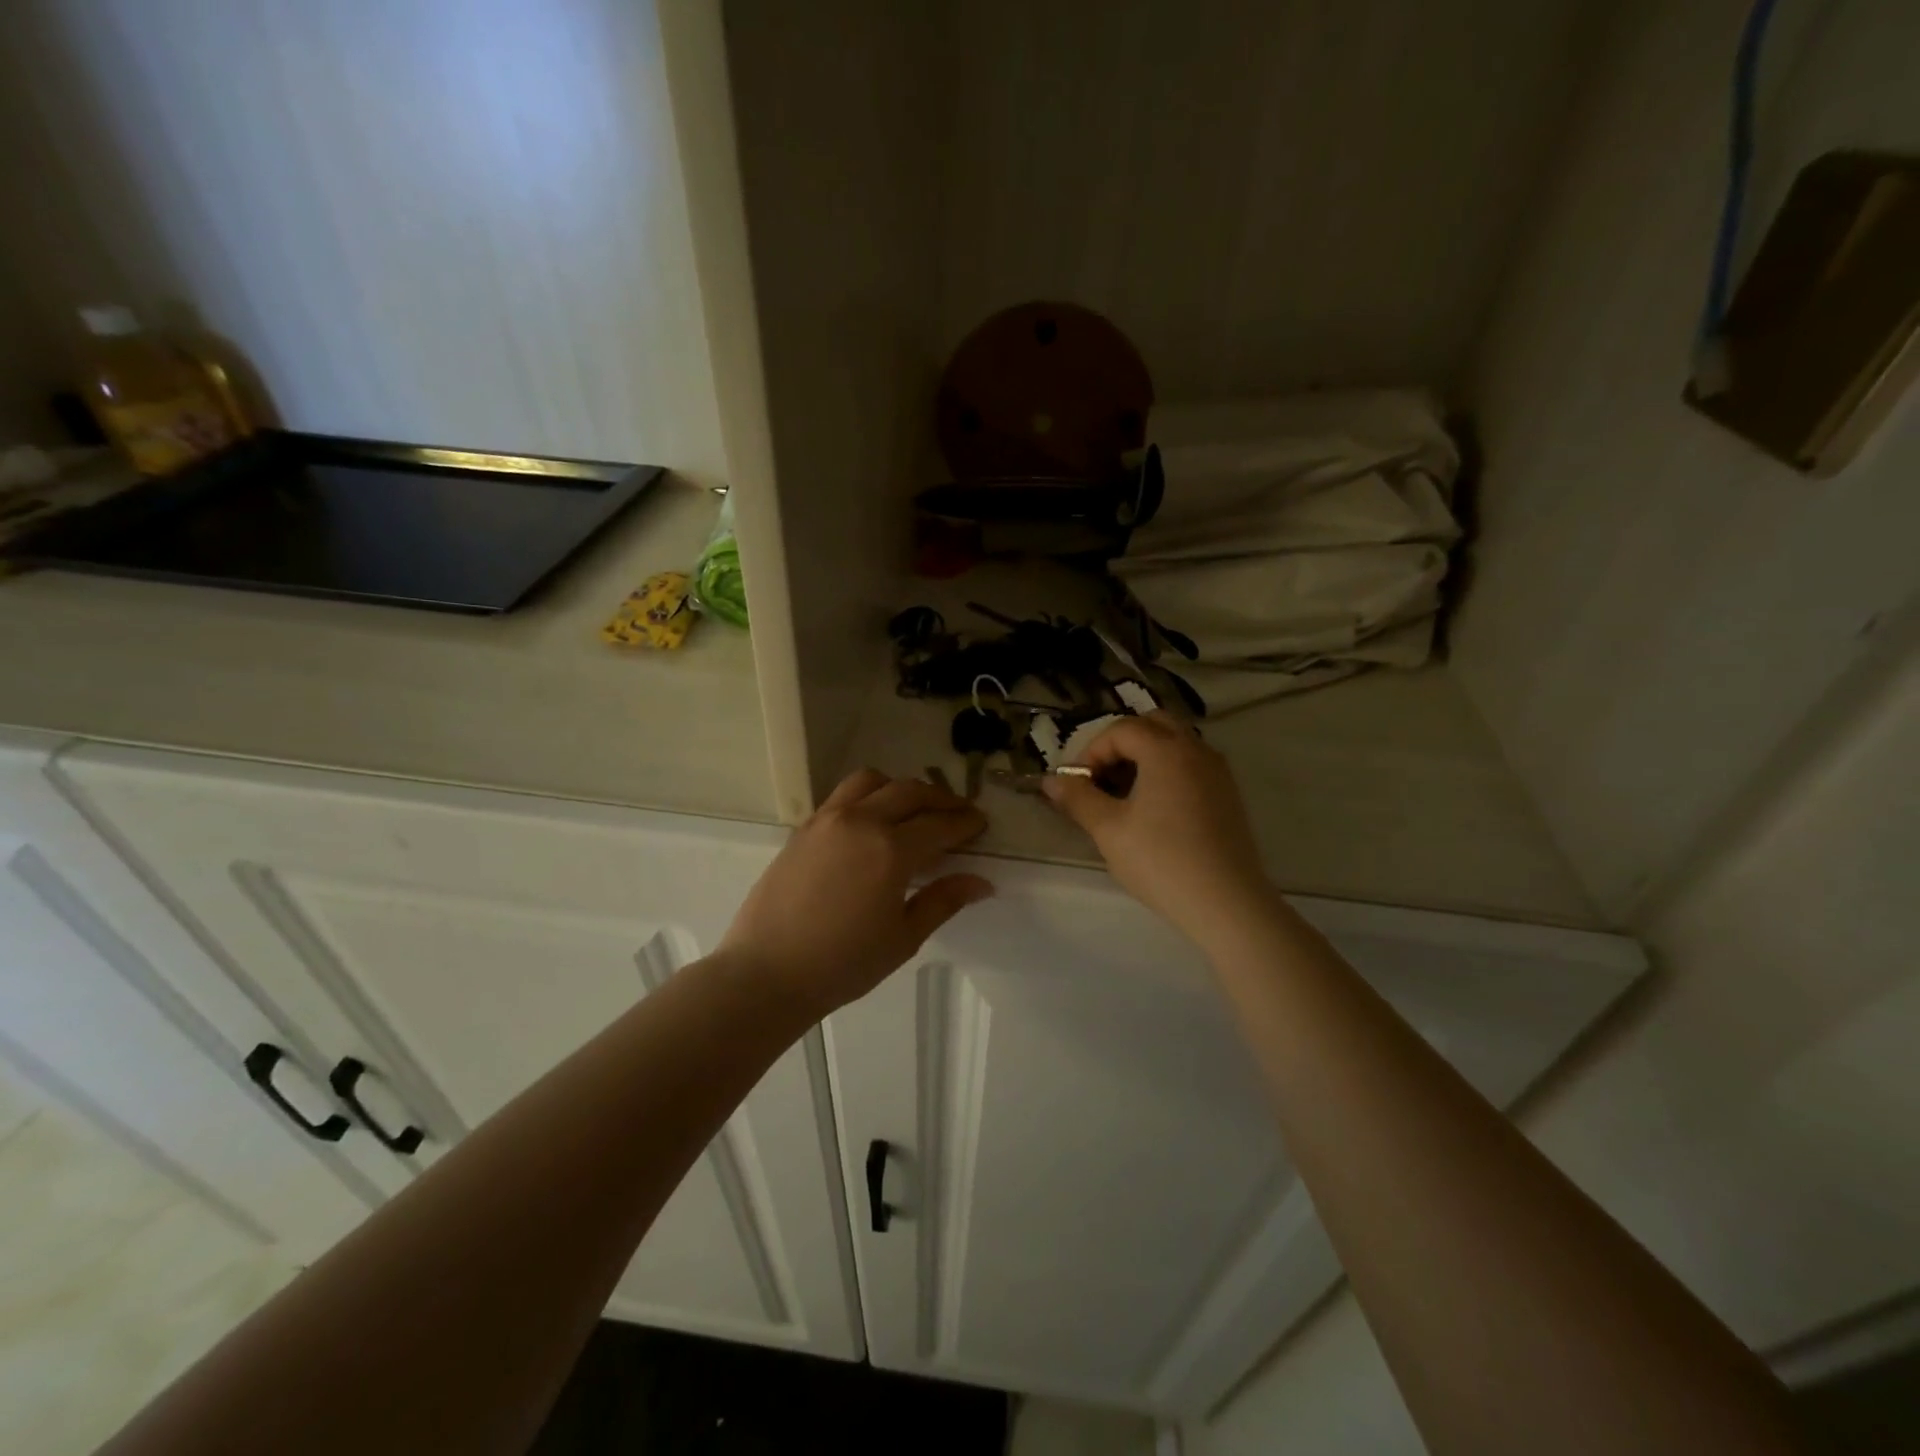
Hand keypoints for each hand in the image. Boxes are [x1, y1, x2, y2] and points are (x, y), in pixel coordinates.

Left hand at [720, 769, 992, 1015]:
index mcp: (890, 850)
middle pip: (910, 791)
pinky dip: (868, 796)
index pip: (940, 824)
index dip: (965, 822)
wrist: (767, 972)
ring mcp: (827, 819)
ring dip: (901, 788)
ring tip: (913, 810)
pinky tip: (873, 822)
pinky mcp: (804, 827)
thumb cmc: (842, 964)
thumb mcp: (903, 937)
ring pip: (873, 781)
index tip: (981, 824)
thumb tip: (981, 882)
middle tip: (958, 813)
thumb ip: (943, 901)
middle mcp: (861, 821)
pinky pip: (843, 795)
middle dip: (941, 799)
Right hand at [1044, 713, 1274, 950]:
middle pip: (1152, 725)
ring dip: (1145, 757)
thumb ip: (1078, 798)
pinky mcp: (1229, 795)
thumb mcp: (1109, 830)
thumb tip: (1051, 781)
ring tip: (1125, 796)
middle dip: (1121, 745)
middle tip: (1102, 780)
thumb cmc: (1161, 861)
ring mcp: (1218, 771)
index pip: (1120, 730)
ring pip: (1175, 744)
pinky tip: (1155, 811)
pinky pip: (1192, 765)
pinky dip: (1168, 772)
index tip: (1078, 785)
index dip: (1092, 752)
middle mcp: (1196, 749)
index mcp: (1166, 750)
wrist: (1227, 903)